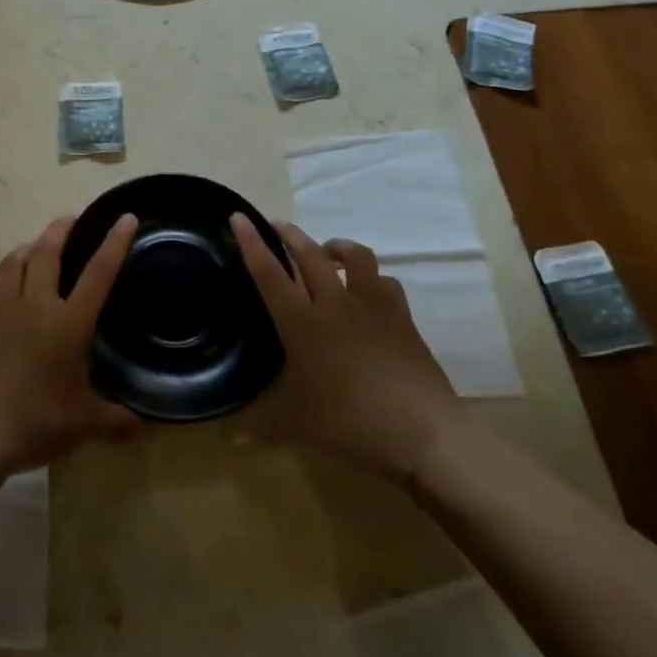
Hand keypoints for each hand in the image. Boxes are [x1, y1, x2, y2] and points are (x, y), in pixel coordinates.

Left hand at [0, 214, 142, 477]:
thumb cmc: (36, 423)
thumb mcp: (83, 424)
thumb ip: (114, 420)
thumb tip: (140, 427)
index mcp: (68, 323)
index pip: (99, 274)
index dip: (114, 243)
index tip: (125, 217)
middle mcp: (35, 305)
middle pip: (47, 253)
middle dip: (60, 231)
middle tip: (70, 221)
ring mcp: (1, 311)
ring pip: (12, 263)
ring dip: (25, 249)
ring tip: (35, 247)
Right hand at [232, 215, 463, 479]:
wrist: (425, 435)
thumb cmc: (352, 425)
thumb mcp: (299, 427)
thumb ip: (263, 427)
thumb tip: (232, 439)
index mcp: (302, 324)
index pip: (269, 273)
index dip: (252, 243)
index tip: (239, 217)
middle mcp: (334, 304)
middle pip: (309, 254)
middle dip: (290, 235)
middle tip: (277, 226)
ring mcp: (372, 306)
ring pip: (354, 256)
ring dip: (336, 246)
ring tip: (327, 251)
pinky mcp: (401, 316)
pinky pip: (385, 282)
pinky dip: (373, 278)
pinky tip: (369, 289)